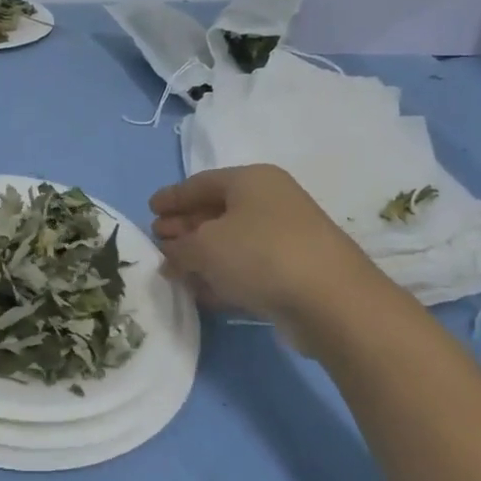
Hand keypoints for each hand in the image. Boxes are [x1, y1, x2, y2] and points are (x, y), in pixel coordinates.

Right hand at [150, 165, 385, 350]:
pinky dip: (223, 275)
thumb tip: (170, 253)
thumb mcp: (204, 246)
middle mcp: (270, 202)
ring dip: (201, 255)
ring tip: (173, 270)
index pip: (201, 183)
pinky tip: (202, 291)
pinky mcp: (293, 271)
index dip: (172, 196)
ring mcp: (285, 237)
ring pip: (231, 242)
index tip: (149, 208)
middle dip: (184, 227)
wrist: (331, 300)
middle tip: (158, 240)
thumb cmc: (260, 255)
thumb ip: (178, 247)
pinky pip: (247, 267)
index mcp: (251, 180)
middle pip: (216, 211)